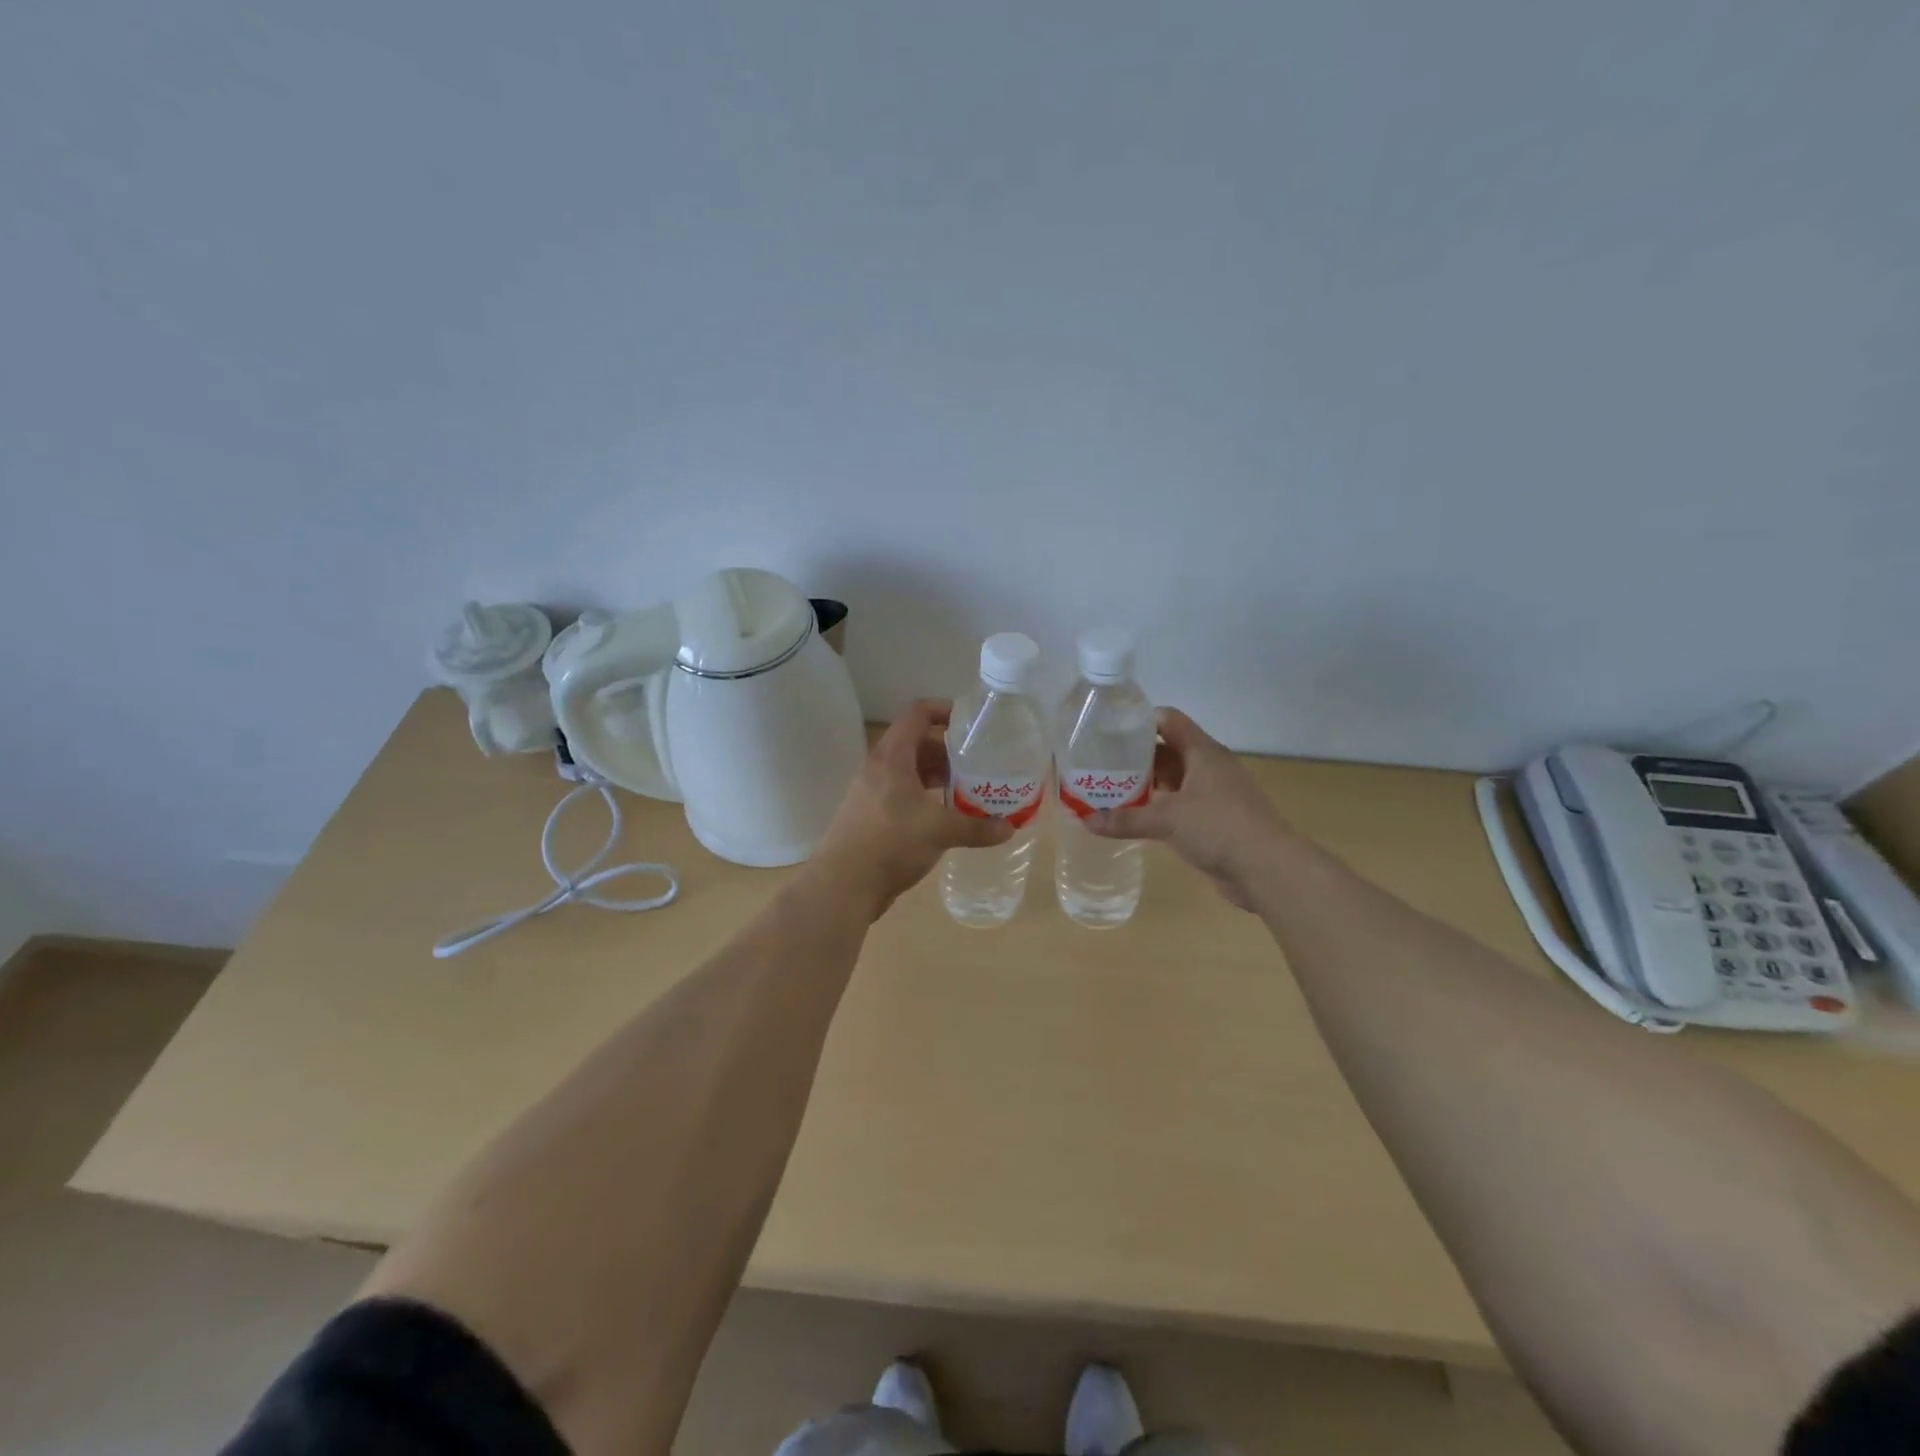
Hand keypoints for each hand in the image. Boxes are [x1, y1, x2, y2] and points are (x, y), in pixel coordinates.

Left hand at [815, 699, 1013, 916]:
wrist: (843, 885)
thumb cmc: (891, 843)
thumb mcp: (940, 831)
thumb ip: (976, 827)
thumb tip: (1008, 829)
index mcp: (892, 756)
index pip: (917, 713)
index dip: (945, 710)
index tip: (972, 723)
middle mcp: (878, 767)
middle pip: (916, 742)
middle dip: (948, 750)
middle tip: (978, 763)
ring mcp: (871, 791)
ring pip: (909, 771)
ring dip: (937, 776)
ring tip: (968, 789)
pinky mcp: (870, 815)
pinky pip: (901, 793)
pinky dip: (924, 797)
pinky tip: (945, 817)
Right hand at [1086, 708, 1293, 910]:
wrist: (1268, 869)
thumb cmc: (1219, 827)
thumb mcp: (1167, 820)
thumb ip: (1126, 818)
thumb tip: (1086, 820)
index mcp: (1203, 753)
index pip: (1169, 721)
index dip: (1140, 720)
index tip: (1109, 729)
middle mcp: (1209, 768)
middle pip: (1167, 751)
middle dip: (1135, 757)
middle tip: (1100, 764)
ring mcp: (1214, 795)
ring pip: (1173, 781)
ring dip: (1146, 785)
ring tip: (1109, 790)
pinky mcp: (1215, 821)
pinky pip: (1180, 806)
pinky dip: (1158, 809)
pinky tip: (1135, 818)